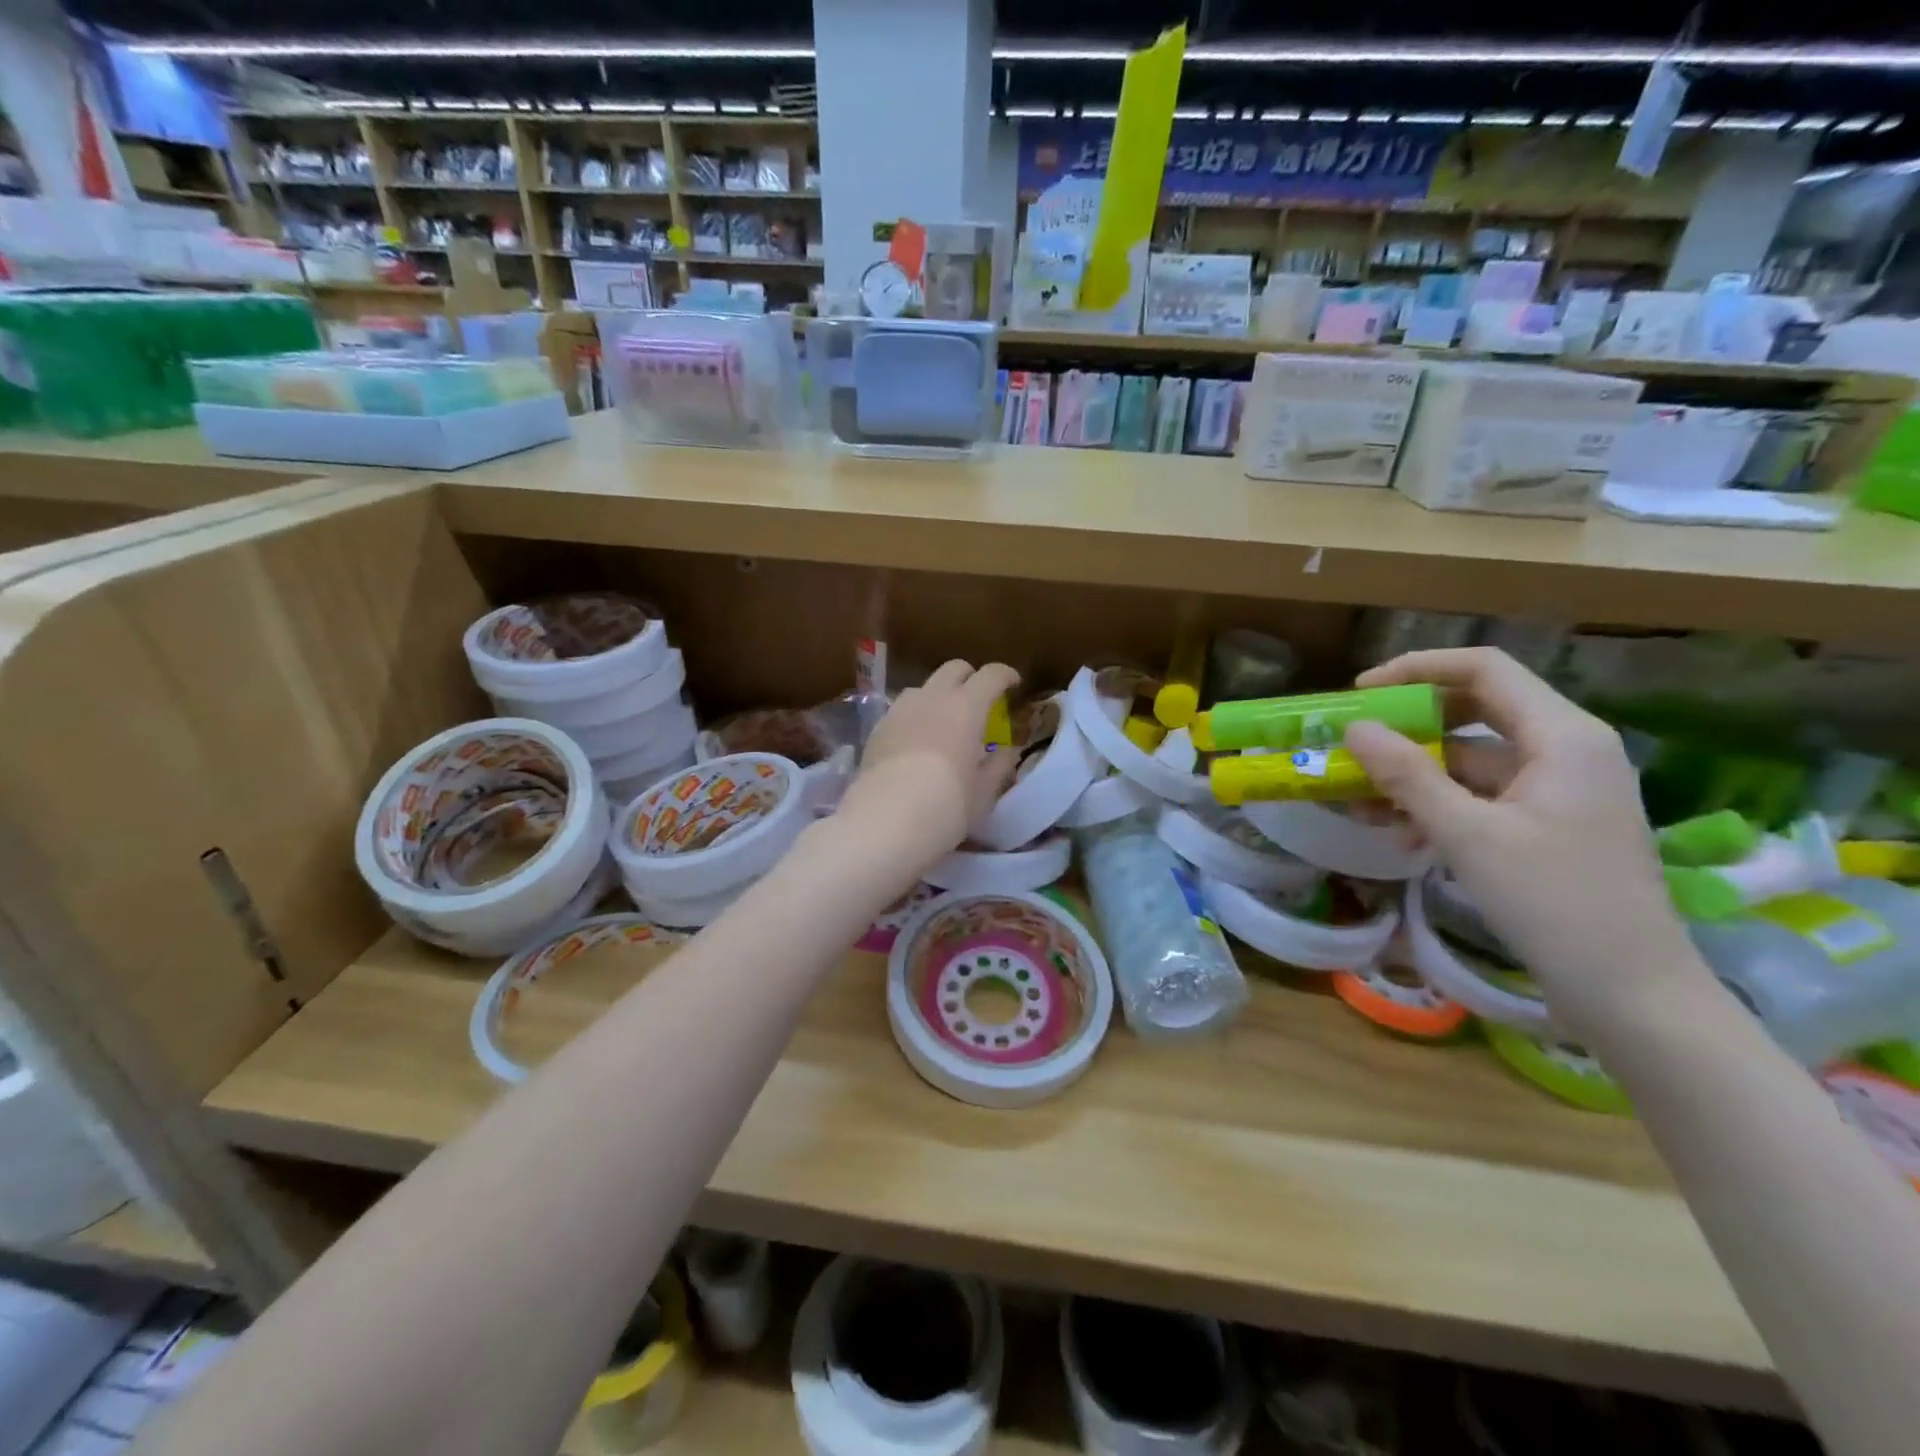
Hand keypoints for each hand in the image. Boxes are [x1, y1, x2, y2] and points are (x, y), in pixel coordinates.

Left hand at [836, 659, 1021, 873]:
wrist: (885, 821)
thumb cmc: (947, 806)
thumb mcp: (984, 792)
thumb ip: (999, 766)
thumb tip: (1008, 751)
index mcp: (967, 707)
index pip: (991, 675)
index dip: (1005, 675)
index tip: (1013, 684)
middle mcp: (932, 698)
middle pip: (954, 669)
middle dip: (970, 677)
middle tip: (979, 700)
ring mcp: (900, 709)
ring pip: (924, 687)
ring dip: (939, 695)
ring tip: (944, 721)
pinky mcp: (877, 728)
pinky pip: (902, 710)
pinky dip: (916, 716)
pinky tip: (917, 741)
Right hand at [1343, 647, 1709, 1041]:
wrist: (1632, 993)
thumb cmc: (1554, 902)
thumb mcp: (1468, 835)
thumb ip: (1407, 776)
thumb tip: (1355, 728)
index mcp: (1562, 736)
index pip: (1483, 669)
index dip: (1416, 669)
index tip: (1360, 693)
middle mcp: (1566, 748)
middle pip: (1475, 709)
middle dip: (1409, 724)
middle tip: (1355, 741)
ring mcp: (1559, 788)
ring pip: (1473, 756)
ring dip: (1416, 772)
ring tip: (1361, 798)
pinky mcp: (1549, 822)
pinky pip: (1482, 794)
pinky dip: (1439, 803)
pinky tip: (1400, 832)